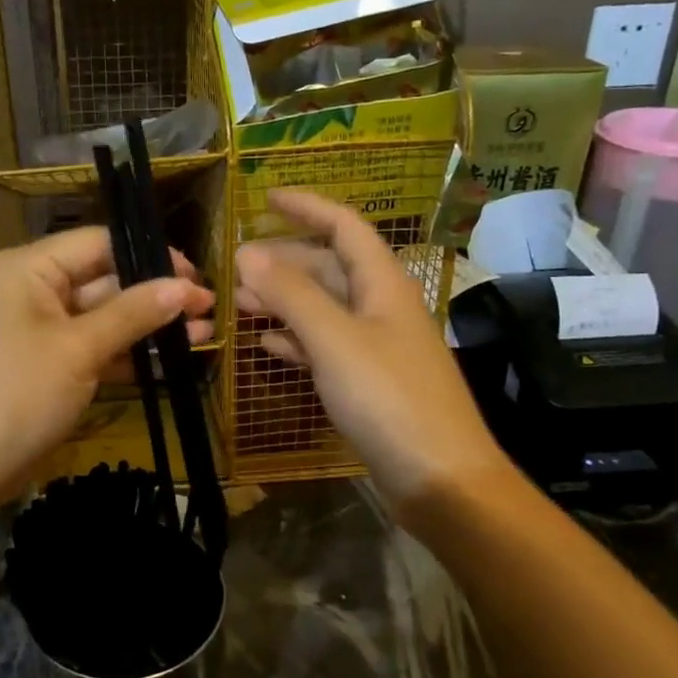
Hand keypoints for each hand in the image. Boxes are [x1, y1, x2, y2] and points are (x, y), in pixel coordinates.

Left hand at [0, 227, 213, 496]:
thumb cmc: (19, 395)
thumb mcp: (80, 349)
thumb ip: (133, 313)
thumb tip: (184, 287)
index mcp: (27, 269)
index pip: (97, 243)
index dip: (148, 255)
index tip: (195, 275)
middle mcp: (31, 289)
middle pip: (102, 279)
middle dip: (154, 295)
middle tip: (207, 307)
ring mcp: (38, 329)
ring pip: (102, 316)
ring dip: (148, 325)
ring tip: (203, 333)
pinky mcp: (46, 363)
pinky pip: (91, 346)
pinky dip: (126, 352)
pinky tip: (171, 359)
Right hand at [235, 190, 503, 518]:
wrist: (440, 479)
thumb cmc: (389, 399)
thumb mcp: (335, 340)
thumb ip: (291, 295)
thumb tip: (248, 252)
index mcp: (383, 285)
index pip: (345, 227)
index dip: (307, 207)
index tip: (266, 198)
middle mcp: (382, 308)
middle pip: (330, 268)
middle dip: (284, 262)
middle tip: (236, 267)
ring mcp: (376, 348)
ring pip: (324, 309)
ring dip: (284, 302)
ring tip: (239, 304)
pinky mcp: (368, 383)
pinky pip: (326, 348)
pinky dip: (296, 341)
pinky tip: (267, 346)